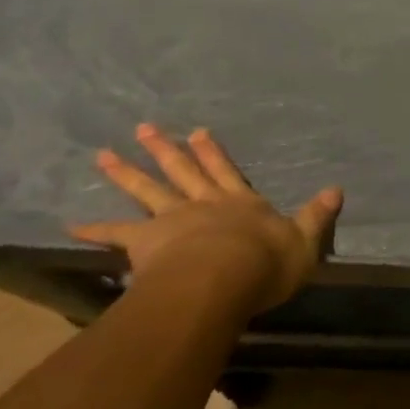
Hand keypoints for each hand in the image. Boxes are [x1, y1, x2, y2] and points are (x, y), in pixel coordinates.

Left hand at [69, 123, 341, 314]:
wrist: (224, 280)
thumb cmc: (267, 262)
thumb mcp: (305, 239)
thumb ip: (317, 215)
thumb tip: (337, 189)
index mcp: (241, 203)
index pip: (226, 171)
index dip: (213, 152)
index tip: (198, 131)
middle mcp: (204, 204)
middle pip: (182, 172)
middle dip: (166, 150)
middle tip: (145, 128)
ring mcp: (173, 220)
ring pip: (148, 191)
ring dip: (126, 173)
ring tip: (104, 155)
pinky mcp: (147, 242)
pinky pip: (116, 234)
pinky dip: (94, 228)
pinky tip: (71, 224)